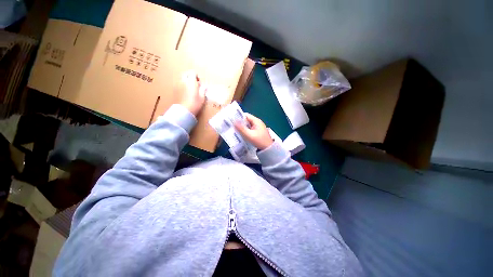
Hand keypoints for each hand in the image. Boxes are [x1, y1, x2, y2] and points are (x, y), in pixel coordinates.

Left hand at [178, 71, 205, 115]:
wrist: (184, 110)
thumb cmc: (195, 104)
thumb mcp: (202, 97)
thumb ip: (203, 90)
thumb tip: (205, 86)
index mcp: (191, 82)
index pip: (193, 73)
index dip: (197, 76)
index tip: (199, 83)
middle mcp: (183, 81)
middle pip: (186, 74)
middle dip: (190, 77)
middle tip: (194, 84)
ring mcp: (178, 85)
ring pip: (182, 78)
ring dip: (186, 81)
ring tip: (190, 89)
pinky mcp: (174, 89)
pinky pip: (178, 83)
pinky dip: (182, 85)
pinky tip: (185, 92)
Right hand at [235, 113, 272, 149]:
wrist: (269, 149)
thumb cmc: (260, 141)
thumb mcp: (249, 135)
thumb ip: (241, 128)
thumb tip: (234, 121)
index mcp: (256, 121)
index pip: (246, 115)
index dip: (239, 117)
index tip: (232, 120)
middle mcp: (257, 122)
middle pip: (246, 120)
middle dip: (240, 123)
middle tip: (232, 126)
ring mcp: (258, 127)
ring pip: (248, 125)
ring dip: (242, 127)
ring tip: (235, 130)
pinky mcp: (258, 132)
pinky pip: (250, 129)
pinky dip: (246, 130)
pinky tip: (241, 134)